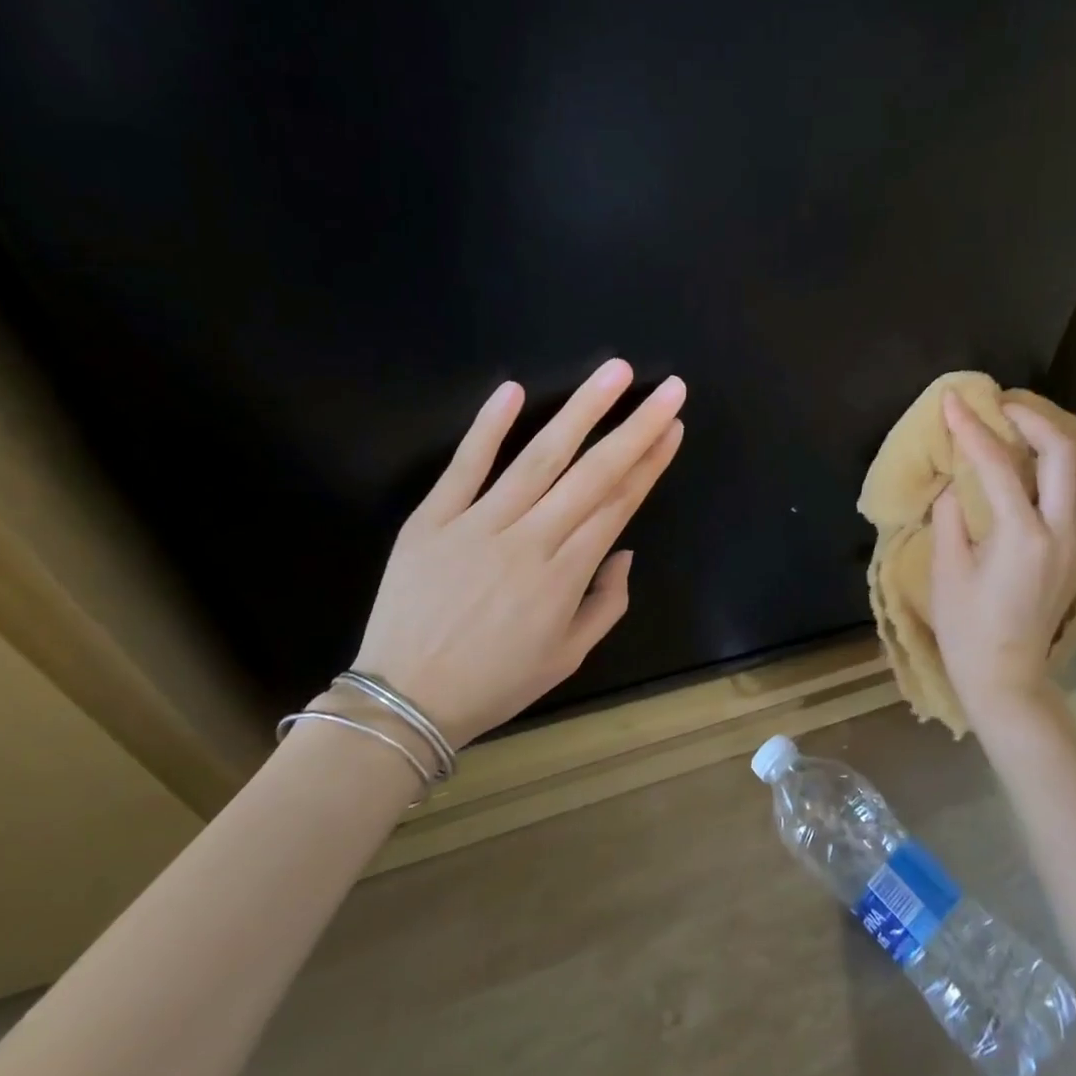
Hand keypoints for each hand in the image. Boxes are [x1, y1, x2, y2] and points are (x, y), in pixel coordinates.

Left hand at [346, 359, 684, 745]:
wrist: (403, 702)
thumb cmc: (494, 682)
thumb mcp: (567, 657)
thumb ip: (607, 604)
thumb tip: (623, 551)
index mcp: (565, 576)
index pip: (618, 504)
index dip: (650, 462)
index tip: (673, 426)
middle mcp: (530, 541)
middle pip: (593, 473)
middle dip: (636, 426)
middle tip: (669, 387)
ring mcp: (478, 524)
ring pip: (539, 458)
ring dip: (580, 411)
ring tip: (614, 373)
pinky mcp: (431, 519)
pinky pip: (464, 466)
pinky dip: (487, 427)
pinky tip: (513, 390)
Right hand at [930, 389, 1075, 730]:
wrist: (1006, 677)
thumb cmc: (967, 629)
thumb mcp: (946, 570)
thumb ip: (951, 516)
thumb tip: (955, 483)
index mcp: (1021, 536)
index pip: (999, 464)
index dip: (972, 428)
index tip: (953, 401)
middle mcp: (1061, 531)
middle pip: (1065, 454)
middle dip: (1033, 420)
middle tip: (1000, 408)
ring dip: (1055, 440)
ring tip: (1020, 430)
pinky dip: (1063, 468)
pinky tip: (1035, 468)